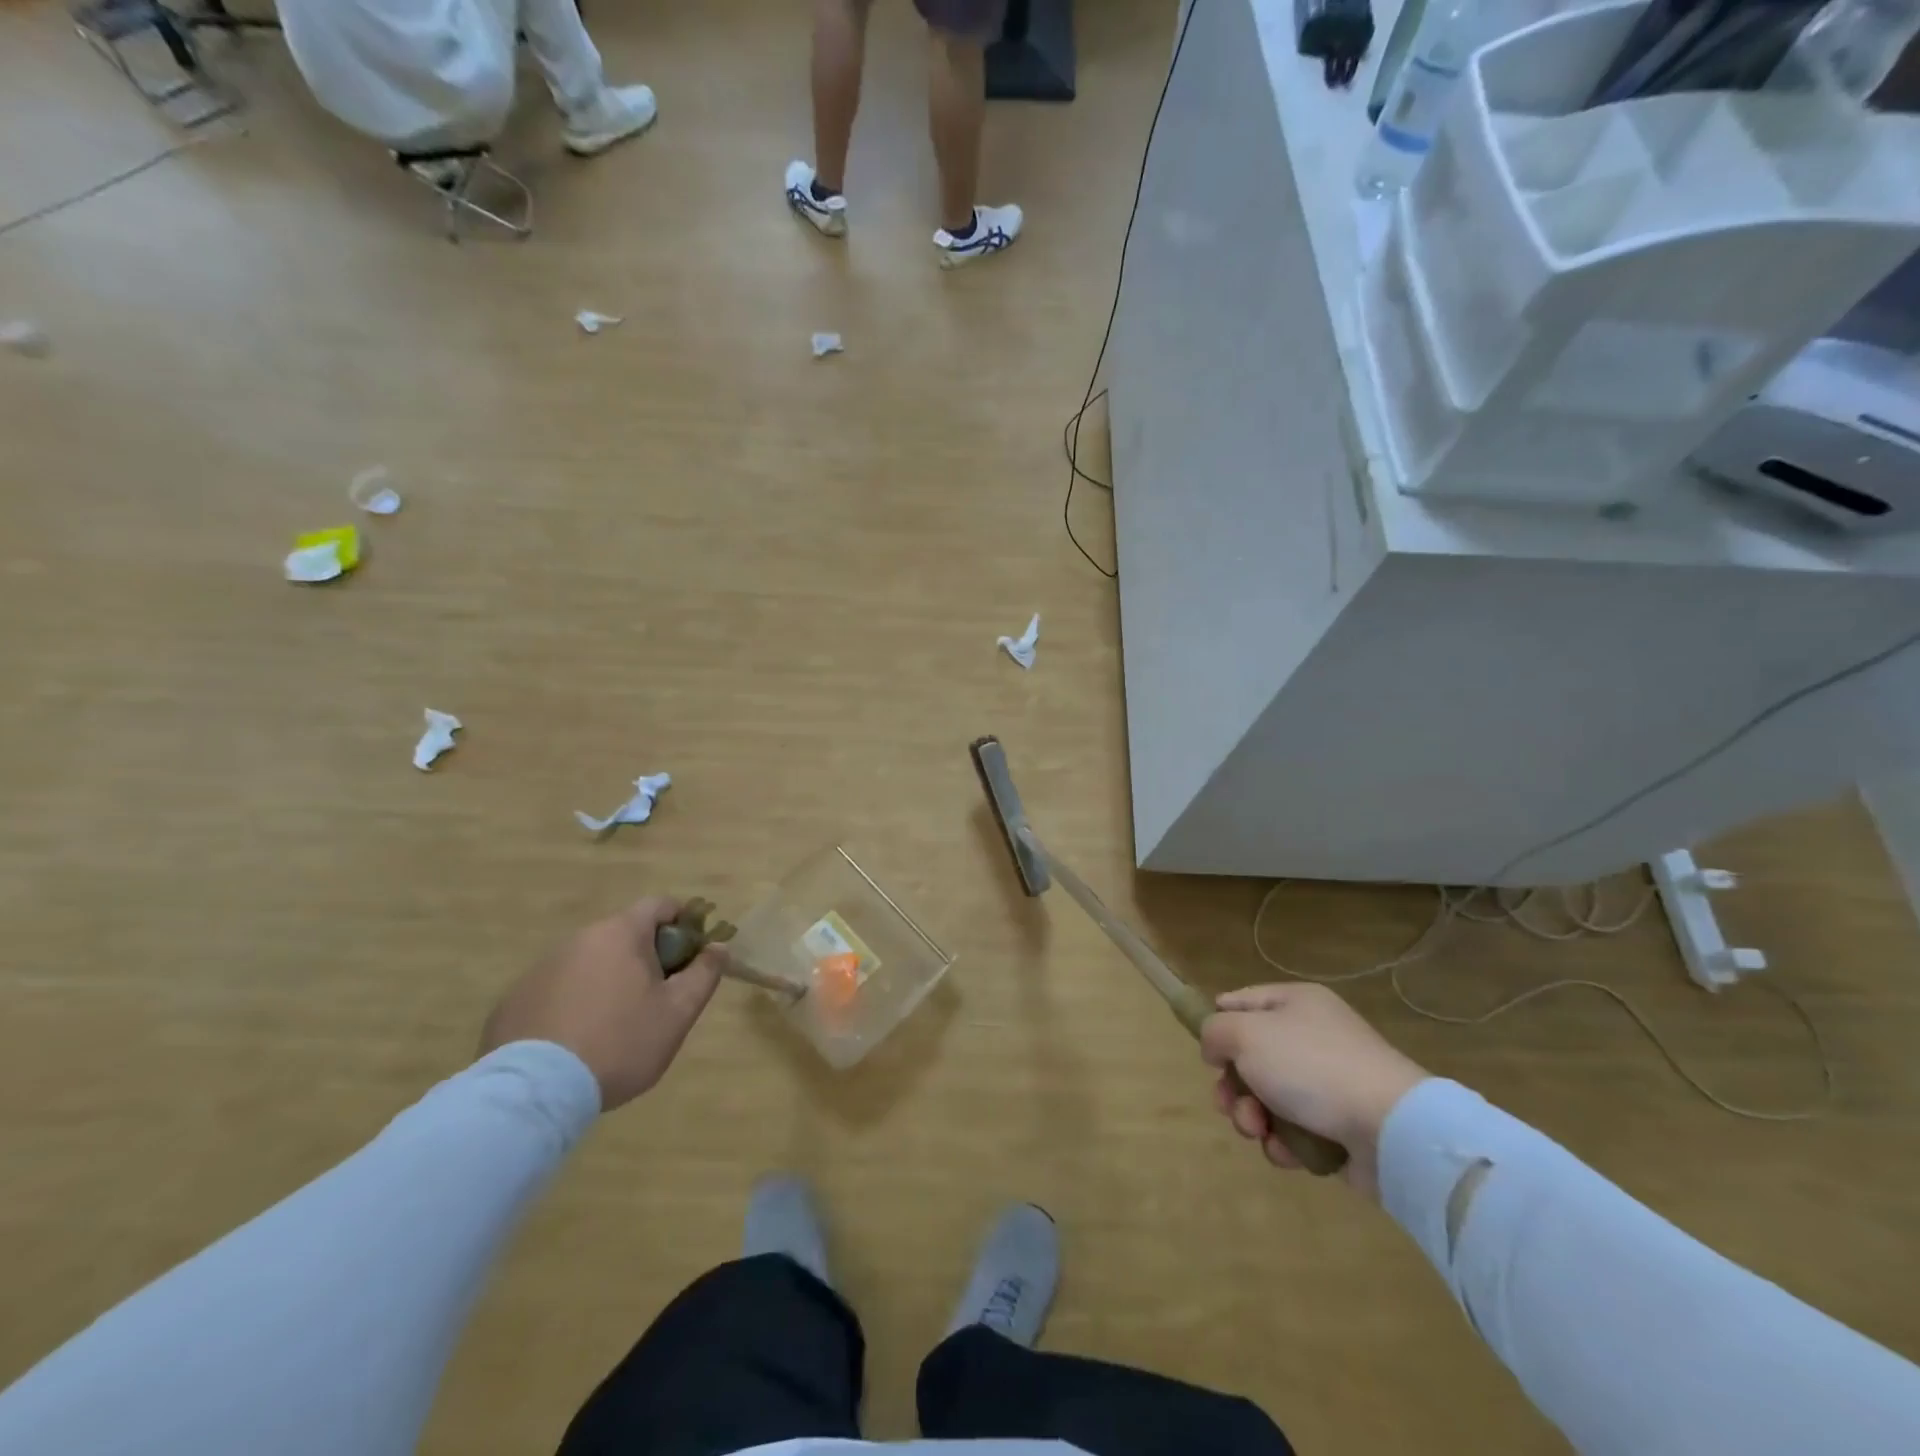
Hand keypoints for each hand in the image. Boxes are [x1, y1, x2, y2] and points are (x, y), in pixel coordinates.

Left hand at [480, 896, 724, 1111]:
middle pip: (624, 934)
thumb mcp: (678, 1012)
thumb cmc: (620, 1043)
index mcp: (620, 933)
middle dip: (647, 957)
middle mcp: (579, 939)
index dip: (683, 922)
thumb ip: (704, 974)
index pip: (660, 905)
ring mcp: (541, 968)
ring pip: (590, 962)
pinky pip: (558, 989)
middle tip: (659, 998)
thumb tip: (718, 948)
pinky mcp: (514, 1000)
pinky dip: (575, 1003)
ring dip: (609, 980)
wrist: (535, 1093)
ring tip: (616, 1026)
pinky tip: (578, 1041)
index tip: (692, 955)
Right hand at [1200, 983, 1428, 1197]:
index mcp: (1295, 1003)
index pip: (1241, 1002)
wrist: (1390, 1128)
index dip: (1218, 1024)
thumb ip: (1215, 1032)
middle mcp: (1311, 1036)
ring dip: (1252, 1117)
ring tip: (1260, 1131)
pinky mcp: (1339, 1127)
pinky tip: (1287, 1150)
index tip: (1208, 1053)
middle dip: (1233, 1086)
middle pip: (1250, 1057)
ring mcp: (1328, 1083)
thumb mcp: (1246, 1033)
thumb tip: (1216, 1049)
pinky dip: (1283, 1142)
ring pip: (1267, 1098)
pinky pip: (1294, 1130)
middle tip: (1231, 1104)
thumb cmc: (1310, 1066)